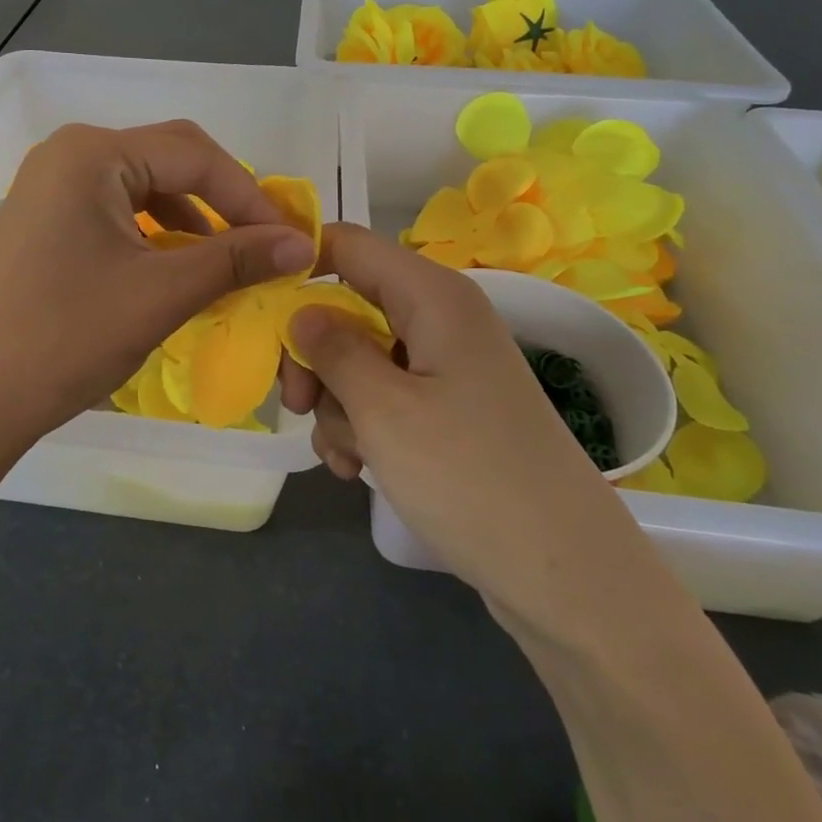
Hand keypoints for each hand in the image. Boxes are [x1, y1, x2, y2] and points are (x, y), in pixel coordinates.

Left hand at [0, 120, 317, 454]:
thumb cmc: (66, 337)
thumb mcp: (161, 294)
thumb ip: (235, 260)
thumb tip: (301, 244)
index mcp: (93, 153)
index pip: (194, 155)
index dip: (249, 196)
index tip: (290, 239)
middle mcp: (69, 154)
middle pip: (168, 160)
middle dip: (221, 201)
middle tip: (262, 243)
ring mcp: (50, 187)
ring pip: (143, 186)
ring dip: (190, 219)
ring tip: (225, 262)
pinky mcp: (44, 220)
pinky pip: (115, 211)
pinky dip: (154, 234)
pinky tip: (174, 269)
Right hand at [281, 223, 627, 618]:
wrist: (567, 576)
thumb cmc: (469, 478)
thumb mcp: (384, 409)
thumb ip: (332, 350)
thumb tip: (300, 312)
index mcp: (433, 296)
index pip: (349, 245)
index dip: (298, 263)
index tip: (255, 306)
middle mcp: (441, 319)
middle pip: (349, 305)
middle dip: (313, 353)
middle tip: (300, 403)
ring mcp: (447, 367)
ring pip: (361, 358)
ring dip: (337, 402)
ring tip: (345, 455)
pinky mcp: (450, 411)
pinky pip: (386, 396)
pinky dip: (363, 426)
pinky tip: (357, 469)